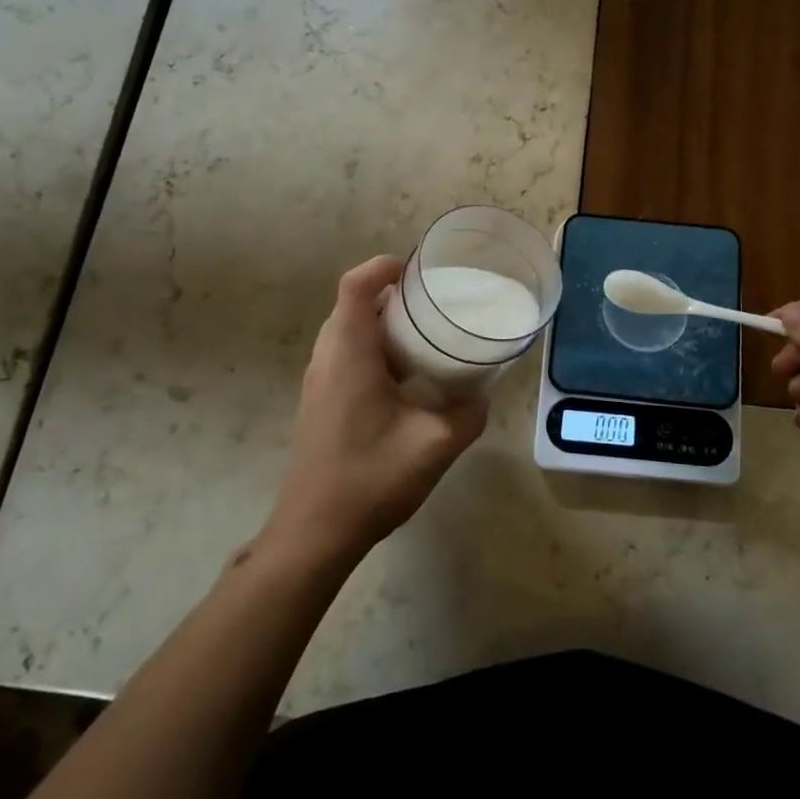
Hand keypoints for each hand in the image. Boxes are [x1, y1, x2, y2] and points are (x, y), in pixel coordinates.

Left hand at [267, 255, 488, 563]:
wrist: (314, 532)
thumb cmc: (370, 479)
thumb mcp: (435, 446)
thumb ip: (468, 414)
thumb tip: (484, 393)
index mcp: (350, 355)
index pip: (357, 286)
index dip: (383, 266)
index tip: (418, 270)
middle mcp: (327, 358)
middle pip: (353, 303)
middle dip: (391, 292)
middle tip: (432, 300)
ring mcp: (318, 379)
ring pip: (347, 328)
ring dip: (382, 321)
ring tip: (423, 332)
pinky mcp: (319, 399)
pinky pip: (344, 352)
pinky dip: (373, 345)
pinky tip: (404, 374)